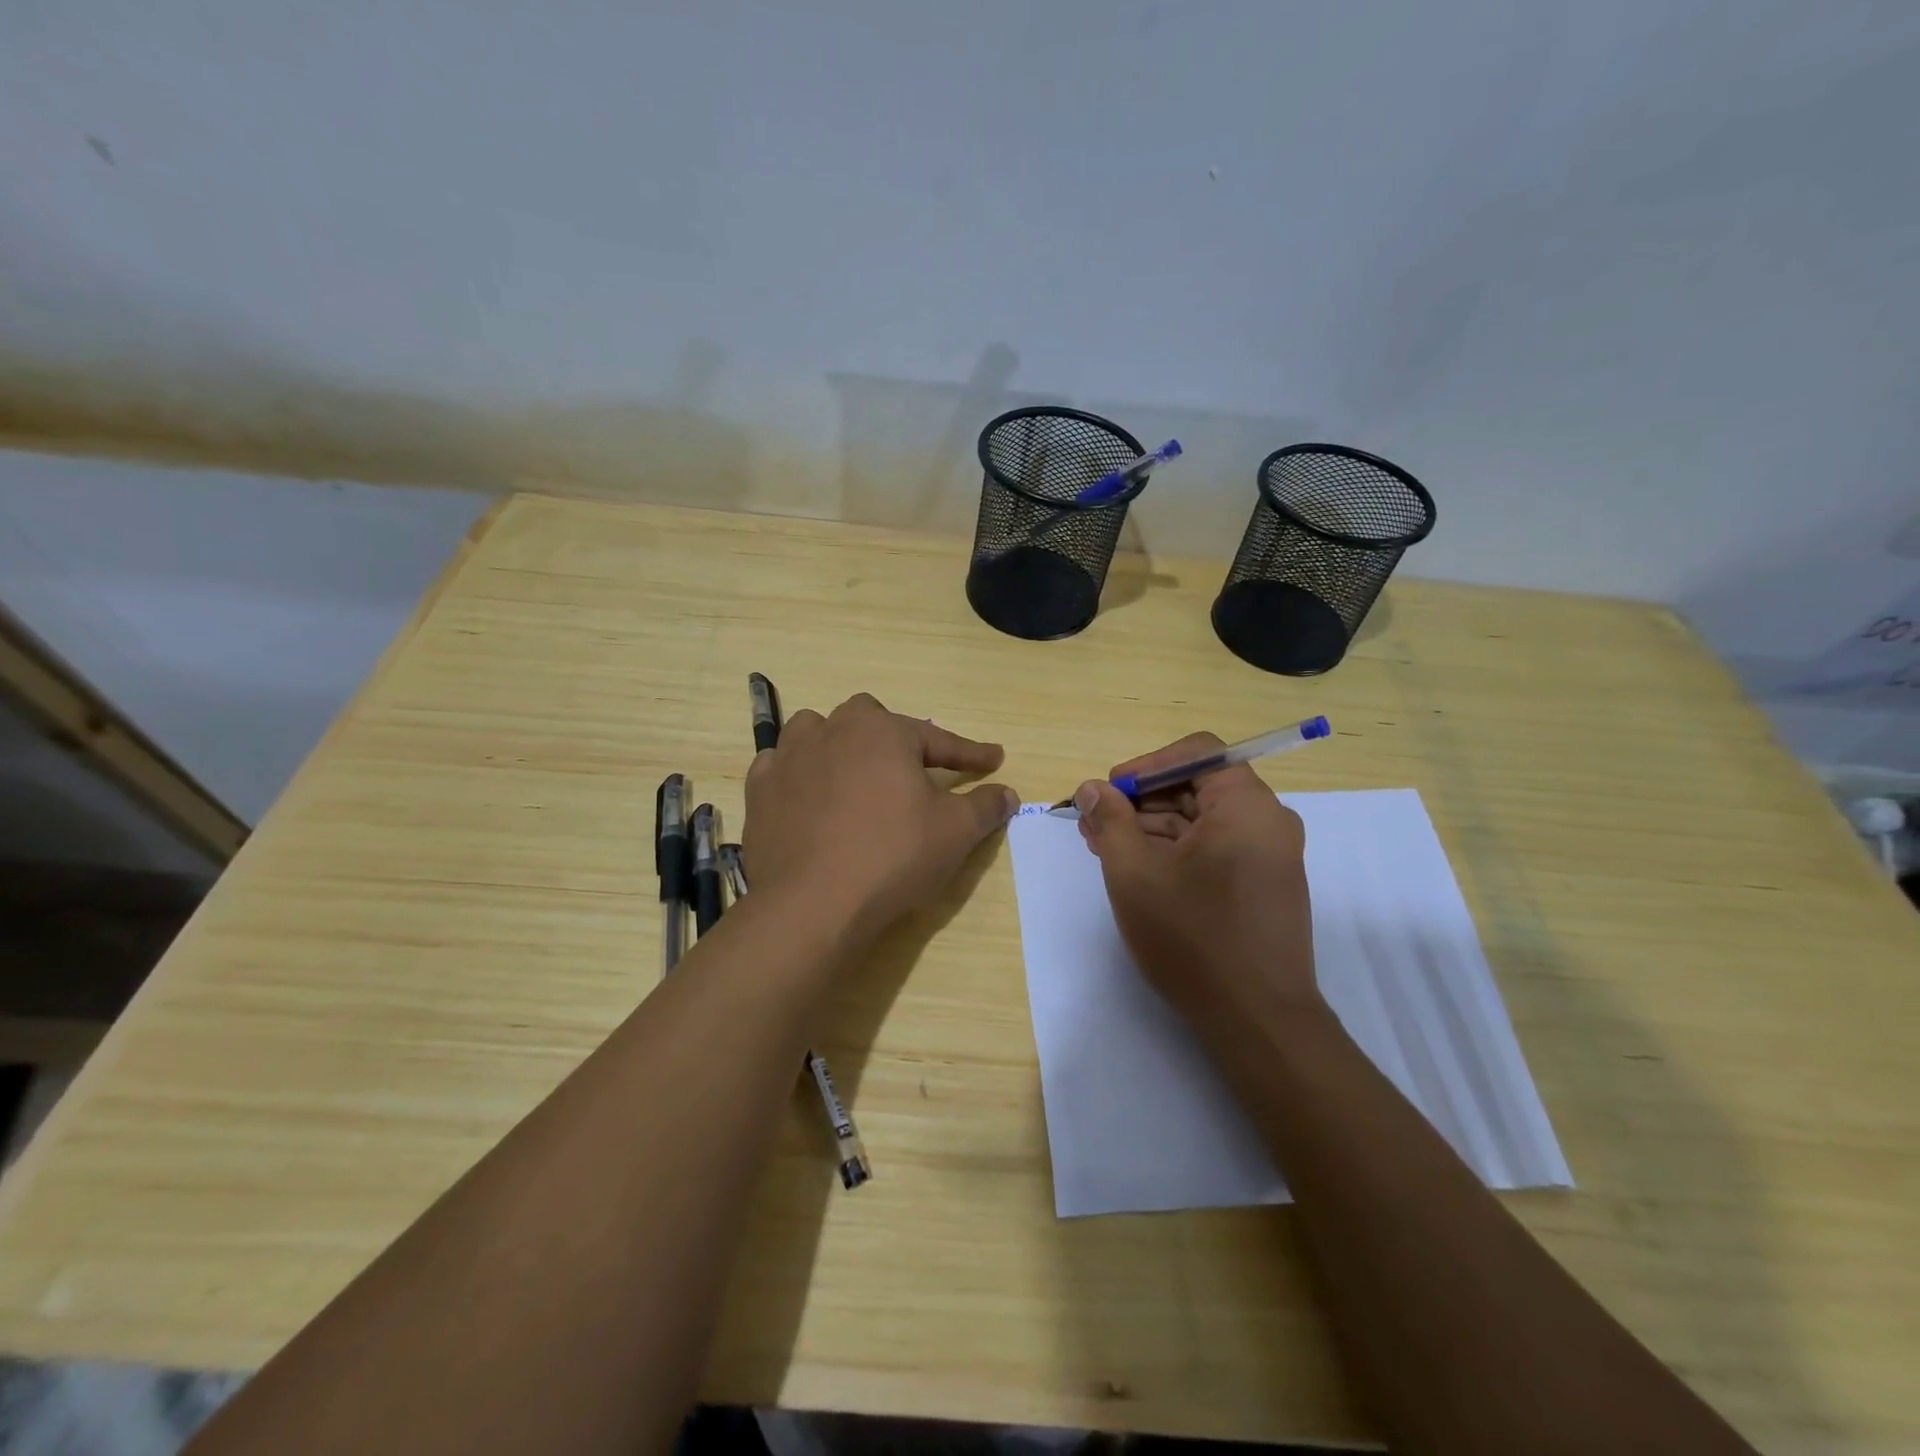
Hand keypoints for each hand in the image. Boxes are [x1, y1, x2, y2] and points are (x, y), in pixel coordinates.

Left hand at [743, 693, 1016, 944]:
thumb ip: (985, 806)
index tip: (994, 759)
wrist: (812, 904)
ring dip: (837, 745)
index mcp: (882, 731)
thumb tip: (1008, 793)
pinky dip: (798, 775)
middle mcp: (832, 731)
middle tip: (910, 769)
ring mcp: (789, 759)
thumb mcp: (955, 832)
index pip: (938, 738)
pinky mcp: (760, 792)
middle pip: (868, 719)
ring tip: (852, 772)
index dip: (970, 752)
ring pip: (816, 732)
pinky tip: (807, 796)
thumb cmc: (892, 856)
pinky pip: (780, 768)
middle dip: (893, 737)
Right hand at [1074, 733, 1322, 1035]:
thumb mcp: (1134, 873)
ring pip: (1203, 820)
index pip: (1198, 752)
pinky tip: (1139, 871)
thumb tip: (1092, 789)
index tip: (1110, 792)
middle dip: (1141, 800)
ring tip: (1105, 849)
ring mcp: (1270, 856)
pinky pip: (1215, 848)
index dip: (1146, 765)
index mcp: (1247, 806)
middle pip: (1198, 786)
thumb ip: (1110, 821)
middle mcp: (1268, 822)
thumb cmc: (1193, 938)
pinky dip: (1176, 851)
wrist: (1257, 1022)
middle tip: (1095, 824)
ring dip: (1152, 827)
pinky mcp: (1263, 886)